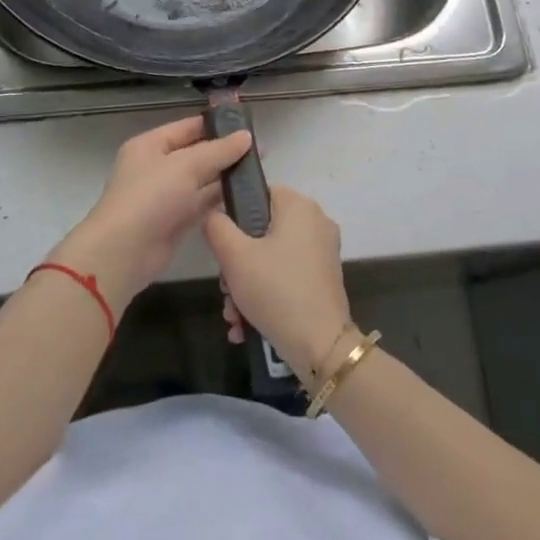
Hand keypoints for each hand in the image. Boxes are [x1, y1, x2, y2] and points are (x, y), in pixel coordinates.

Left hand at [47, 115, 251, 315]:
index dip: (217, 125)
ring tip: (259, 172)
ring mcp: (166, 196)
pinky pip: (202, 204)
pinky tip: (245, 196)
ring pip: (202, 180)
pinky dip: (220, 200)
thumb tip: (247, 136)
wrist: (124, 252)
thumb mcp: (186, 165)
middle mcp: (157, 167)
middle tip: (261, 151)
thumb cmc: (151, 197)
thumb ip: (218, 151)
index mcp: (151, 145)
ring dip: (226, 177)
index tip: (248, 126)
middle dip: (226, 152)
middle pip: (197, 154)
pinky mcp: (176, 221)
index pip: (188, 127)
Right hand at [205, 185, 353, 381]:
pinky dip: (266, 296)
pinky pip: (286, 277)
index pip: (260, 193)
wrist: (320, 346)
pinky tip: (246, 325)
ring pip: (272, 258)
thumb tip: (215, 217)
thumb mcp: (234, 256)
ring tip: (234, 316)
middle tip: (225, 288)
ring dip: (246, 286)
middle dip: (237, 264)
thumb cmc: (275, 289)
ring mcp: (323, 253)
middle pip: (262, 231)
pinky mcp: (324, 280)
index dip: (235, 215)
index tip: (223, 245)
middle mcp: (316, 223)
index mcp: (299, 206)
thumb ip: (217, 227)